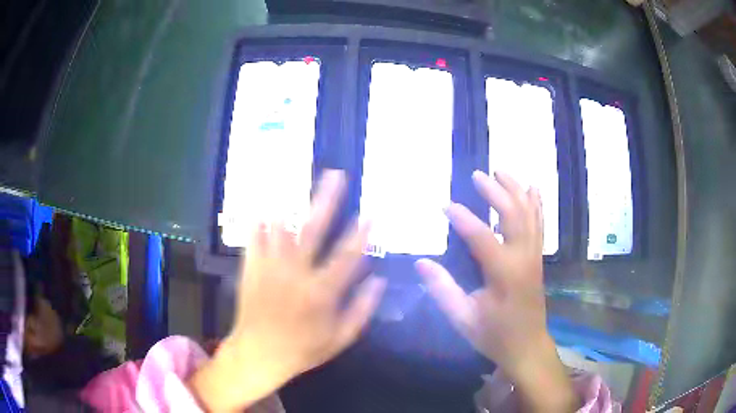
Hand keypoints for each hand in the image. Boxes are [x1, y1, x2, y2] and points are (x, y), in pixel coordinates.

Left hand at [189, 170, 385, 411]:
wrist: (258, 354)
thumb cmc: (303, 349)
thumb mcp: (340, 338)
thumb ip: (362, 309)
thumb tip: (380, 281)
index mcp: (321, 292)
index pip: (347, 257)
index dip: (361, 234)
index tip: (371, 213)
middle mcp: (295, 274)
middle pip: (313, 231)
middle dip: (327, 200)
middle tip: (335, 175)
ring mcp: (270, 269)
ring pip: (281, 228)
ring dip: (291, 202)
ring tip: (297, 180)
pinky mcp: (251, 269)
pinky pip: (254, 239)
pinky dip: (259, 222)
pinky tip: (265, 206)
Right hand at [415, 171, 576, 412]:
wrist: (527, 346)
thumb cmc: (494, 335)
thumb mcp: (463, 319)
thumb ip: (443, 290)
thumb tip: (421, 262)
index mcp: (503, 273)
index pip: (481, 236)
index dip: (462, 218)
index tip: (444, 204)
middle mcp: (523, 258)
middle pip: (513, 215)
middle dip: (496, 192)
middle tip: (478, 175)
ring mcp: (534, 256)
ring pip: (529, 214)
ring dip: (516, 190)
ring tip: (502, 170)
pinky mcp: (538, 258)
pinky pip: (539, 224)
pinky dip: (536, 204)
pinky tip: (532, 188)